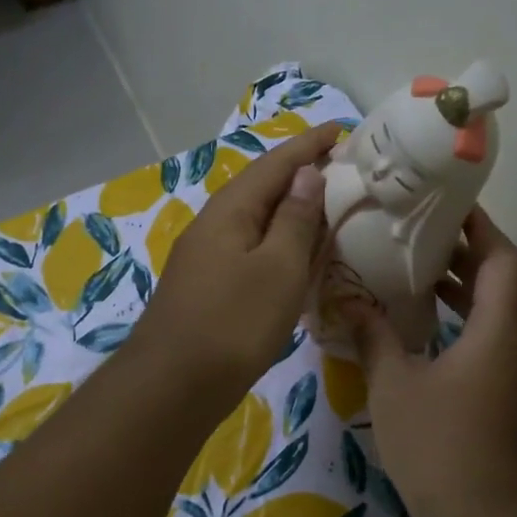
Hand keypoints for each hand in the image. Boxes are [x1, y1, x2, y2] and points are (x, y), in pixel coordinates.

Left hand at [130, 122, 344, 405]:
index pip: (275, 164)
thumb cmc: (234, 322)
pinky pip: (250, 248)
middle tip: (342, 169)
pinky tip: (294, 255)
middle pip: (262, 188)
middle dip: (300, 174)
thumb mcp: (277, 267)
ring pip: (255, 220)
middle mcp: (214, 224)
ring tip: (326, 206)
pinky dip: (278, 242)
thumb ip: (294, 219)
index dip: (309, 146)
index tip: (342, 131)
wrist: (174, 385)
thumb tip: (306, 174)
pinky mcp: (208, 286)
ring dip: (289, 209)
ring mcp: (206, 257)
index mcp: (230, 210)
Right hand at [345, 208, 516, 516]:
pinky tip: (421, 326)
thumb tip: (346, 301)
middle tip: (419, 231)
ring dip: (462, 286)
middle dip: (465, 252)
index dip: (479, 226)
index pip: (502, 257)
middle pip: (502, 279)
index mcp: (499, 327)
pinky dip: (461, 319)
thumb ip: (373, 336)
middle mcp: (516, 341)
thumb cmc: (440, 446)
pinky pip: (488, 338)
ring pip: (496, 311)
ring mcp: (514, 372)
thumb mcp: (394, 385)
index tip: (446, 205)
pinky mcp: (505, 396)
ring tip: (414, 269)